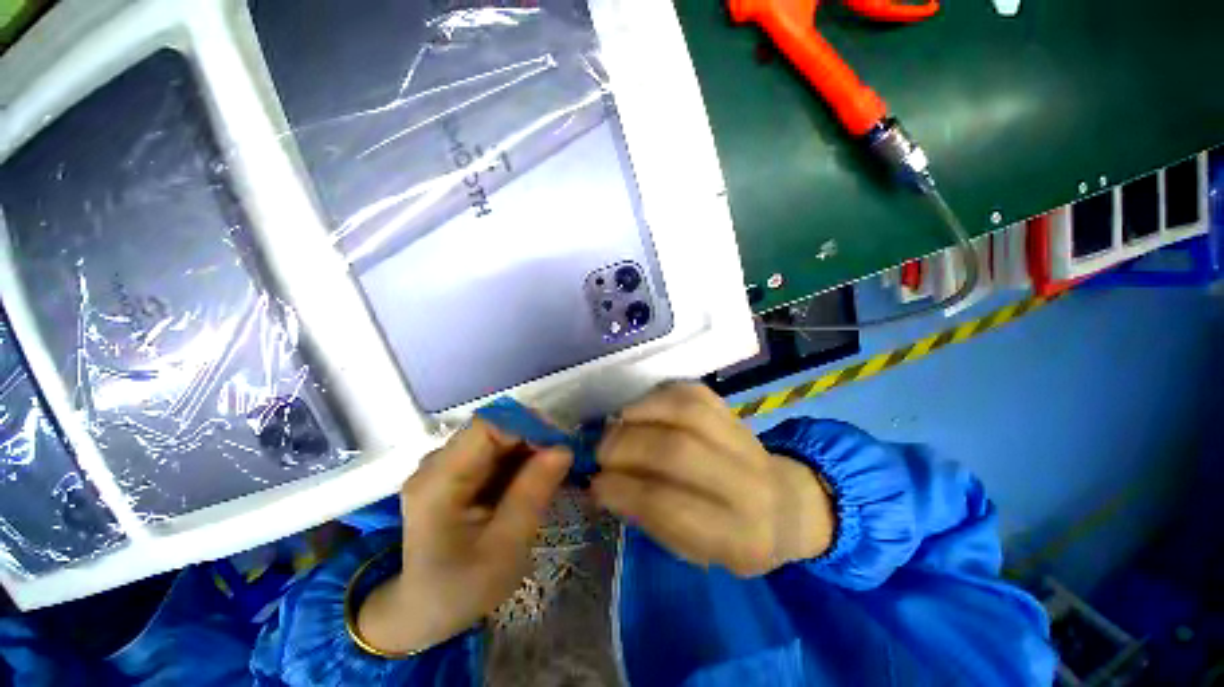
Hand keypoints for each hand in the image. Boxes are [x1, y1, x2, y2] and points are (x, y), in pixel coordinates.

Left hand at [357, 420, 571, 653]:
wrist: (424, 612)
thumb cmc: (462, 589)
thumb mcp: (505, 548)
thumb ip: (533, 494)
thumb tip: (564, 448)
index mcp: (439, 482)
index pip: (485, 427)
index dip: (525, 426)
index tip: (558, 445)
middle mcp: (436, 464)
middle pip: (492, 429)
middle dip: (531, 437)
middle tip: (561, 460)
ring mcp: (444, 466)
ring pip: (496, 437)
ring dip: (527, 448)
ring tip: (550, 472)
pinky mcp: (455, 473)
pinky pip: (493, 452)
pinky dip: (518, 459)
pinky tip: (532, 479)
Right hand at [592, 383, 834, 576]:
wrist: (785, 504)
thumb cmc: (732, 536)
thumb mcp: (695, 550)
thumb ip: (650, 517)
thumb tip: (603, 484)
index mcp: (737, 535)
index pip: (671, 506)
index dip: (624, 489)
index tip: (596, 482)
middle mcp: (747, 484)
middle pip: (678, 452)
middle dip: (627, 446)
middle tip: (601, 451)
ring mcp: (744, 441)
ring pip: (688, 413)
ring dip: (641, 414)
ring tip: (616, 423)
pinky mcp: (734, 413)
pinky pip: (694, 393)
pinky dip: (660, 395)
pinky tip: (641, 406)